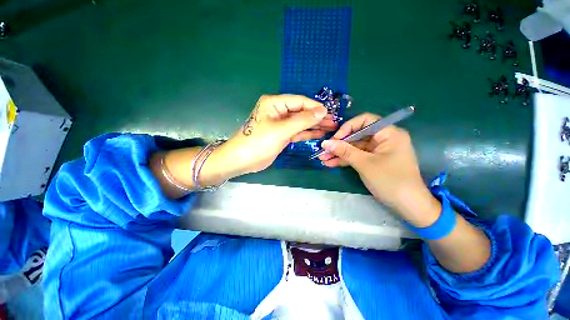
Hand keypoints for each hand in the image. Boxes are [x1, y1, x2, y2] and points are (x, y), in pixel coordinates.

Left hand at [217, 94, 335, 175]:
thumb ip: (302, 120)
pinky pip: (297, 132)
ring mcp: (280, 124)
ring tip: (330, 127)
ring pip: (300, 123)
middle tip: (333, 122)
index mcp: (275, 103)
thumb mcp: (281, 130)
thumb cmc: (259, 142)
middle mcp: (278, 111)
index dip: (315, 107)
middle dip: (317, 117)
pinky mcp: (282, 135)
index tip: (330, 113)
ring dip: (314, 125)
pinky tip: (319, 134)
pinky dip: (307, 133)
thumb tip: (322, 111)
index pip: (299, 102)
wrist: (242, 160)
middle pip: (301, 112)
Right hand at [318, 113, 440, 226]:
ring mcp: (378, 151)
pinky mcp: (373, 161)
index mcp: (388, 133)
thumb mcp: (365, 164)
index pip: (365, 121)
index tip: (335, 139)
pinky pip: (357, 157)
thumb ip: (344, 151)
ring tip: (323, 159)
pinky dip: (345, 160)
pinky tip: (331, 163)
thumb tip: (325, 143)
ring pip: (355, 148)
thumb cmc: (390, 180)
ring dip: (339, 154)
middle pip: (357, 136)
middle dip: (339, 144)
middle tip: (323, 151)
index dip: (348, 127)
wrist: (408, 206)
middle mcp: (383, 139)